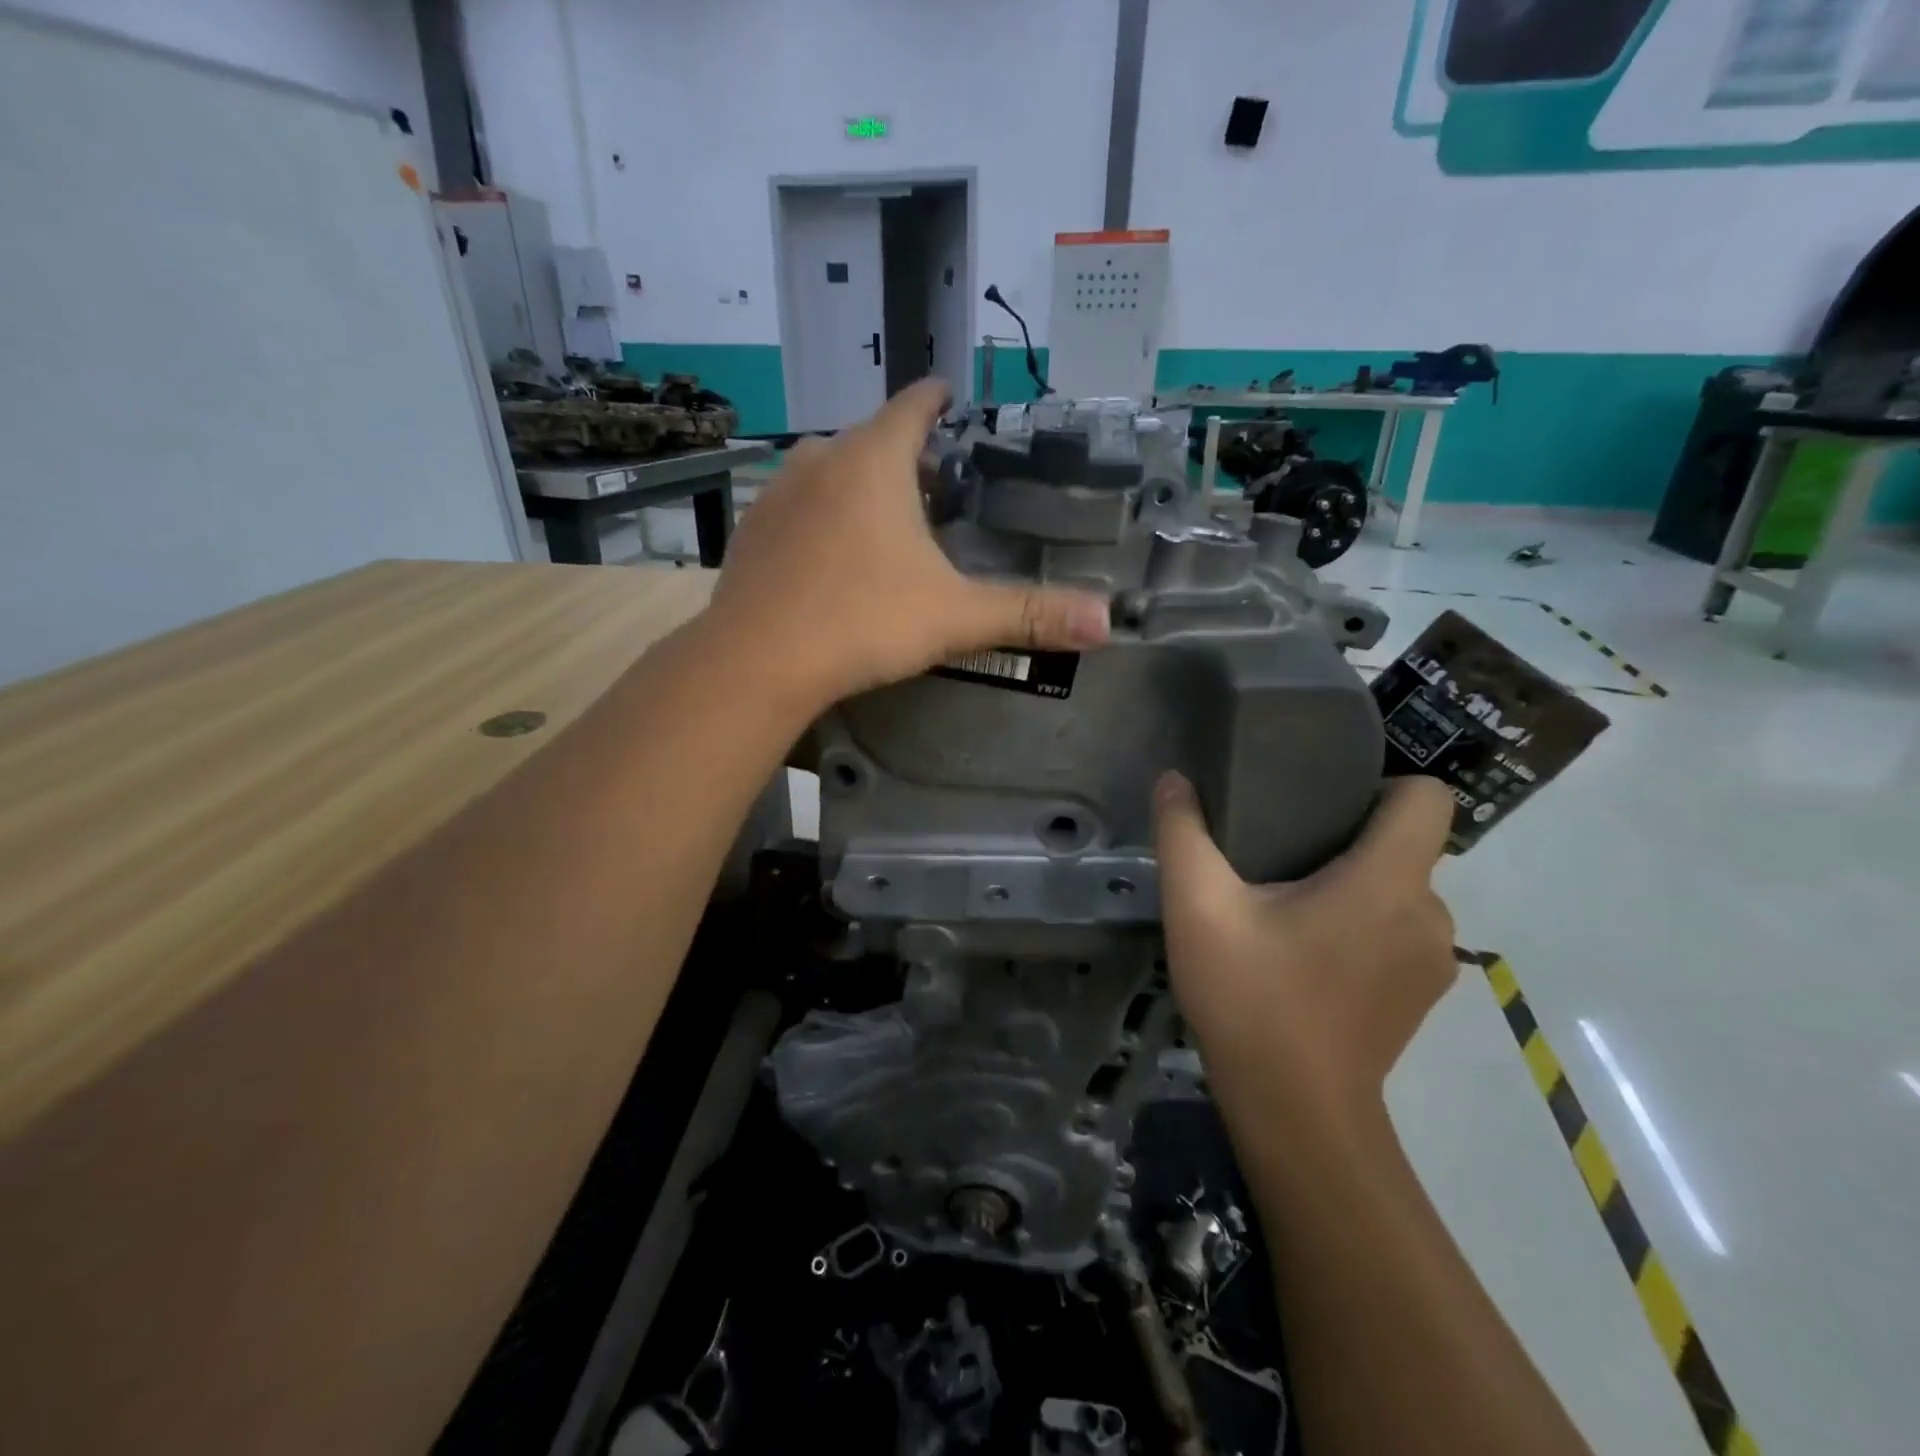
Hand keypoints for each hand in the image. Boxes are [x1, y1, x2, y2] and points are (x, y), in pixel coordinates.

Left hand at [705, 379, 1110, 710]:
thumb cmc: (862, 622)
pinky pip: (798, 505)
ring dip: (861, 484)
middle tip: (938, 487)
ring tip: (887, 521)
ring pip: (830, 469)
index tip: (951, 396)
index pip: (914, 405)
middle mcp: (821, 459)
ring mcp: (778, 493)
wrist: (757, 662)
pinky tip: (832, 555)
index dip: (938, 399)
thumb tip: (1107, 622)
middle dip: (906, 454)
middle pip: (873, 438)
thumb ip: (1029, 614)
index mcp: (874, 460)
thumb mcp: (955, 617)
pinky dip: (823, 514)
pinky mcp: (752, 530)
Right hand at [1153, 772, 1457, 1119]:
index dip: (1379, 785)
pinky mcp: (1422, 993)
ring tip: (1287, 902)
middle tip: (1279, 853)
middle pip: (1405, 843)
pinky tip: (1308, 951)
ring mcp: (1433, 960)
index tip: (1320, 802)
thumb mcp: (1198, 908)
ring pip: (1400, 888)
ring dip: (1354, 884)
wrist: (1295, 1113)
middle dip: (1348, 836)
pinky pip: (1399, 929)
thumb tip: (1174, 780)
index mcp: (1389, 881)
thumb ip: (1184, 834)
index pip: (1426, 797)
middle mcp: (1429, 912)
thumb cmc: (1251, 999)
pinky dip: (1363, 924)